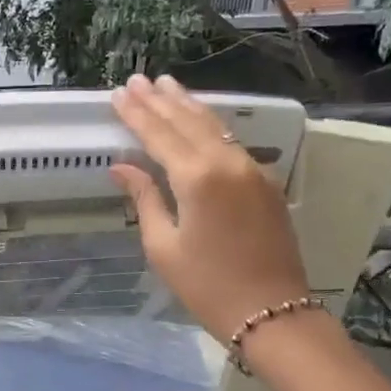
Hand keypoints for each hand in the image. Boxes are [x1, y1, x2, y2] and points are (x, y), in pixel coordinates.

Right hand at [110, 74, 310, 346]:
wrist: (272, 311)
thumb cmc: (207, 286)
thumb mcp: (163, 246)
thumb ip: (144, 198)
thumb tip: (122, 167)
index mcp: (197, 178)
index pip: (159, 135)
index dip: (137, 115)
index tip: (119, 94)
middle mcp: (227, 162)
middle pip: (188, 122)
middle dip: (161, 101)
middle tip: (139, 79)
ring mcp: (251, 170)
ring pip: (215, 127)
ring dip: (188, 106)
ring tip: (167, 86)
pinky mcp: (265, 183)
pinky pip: (232, 142)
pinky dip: (210, 126)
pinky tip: (199, 120)